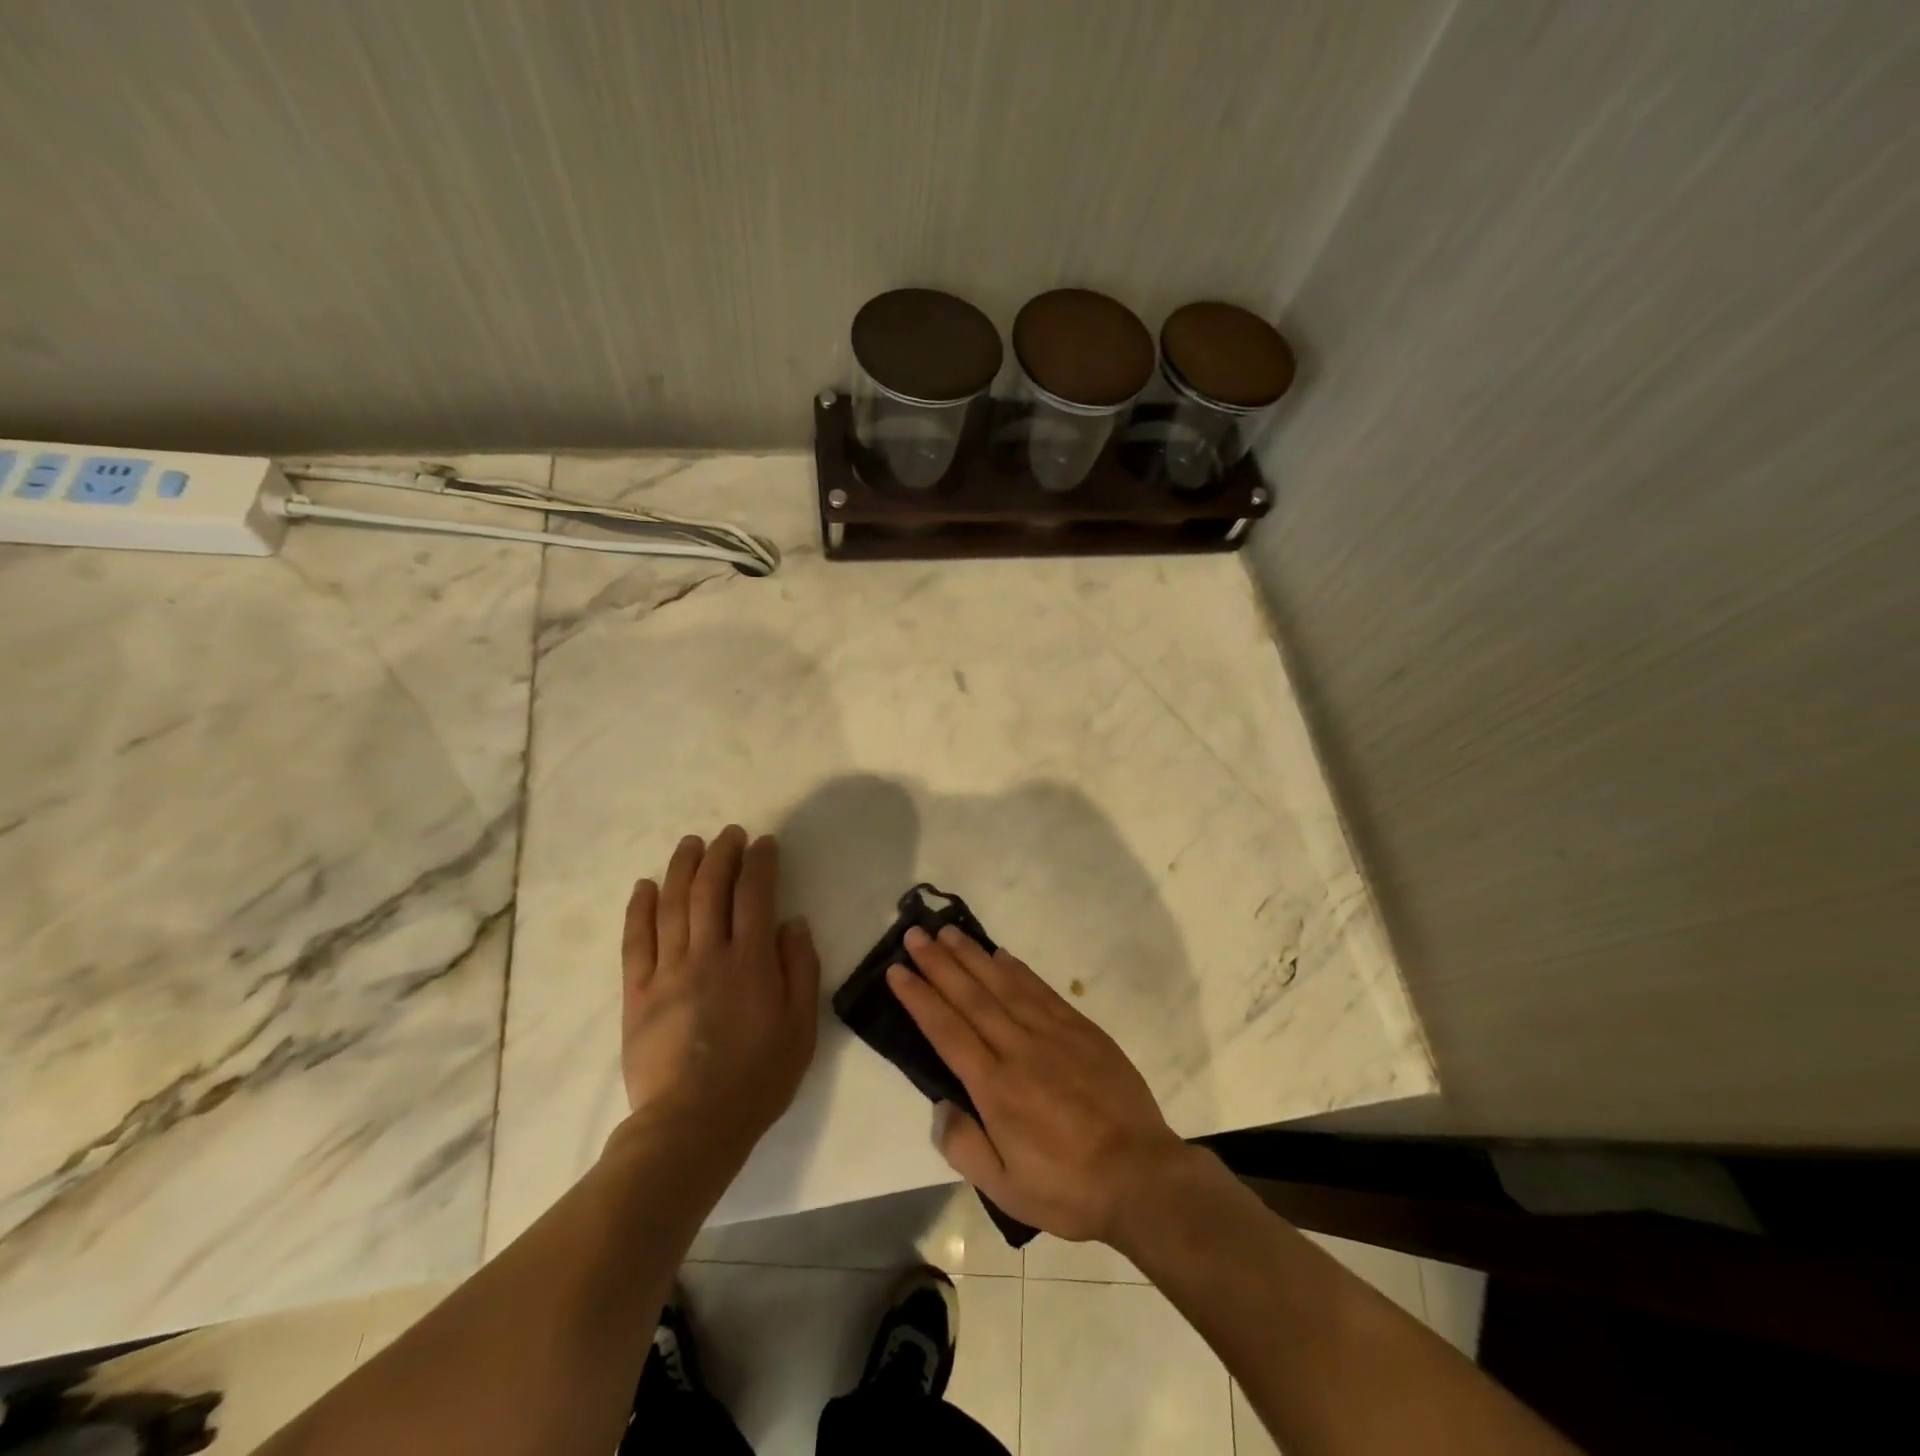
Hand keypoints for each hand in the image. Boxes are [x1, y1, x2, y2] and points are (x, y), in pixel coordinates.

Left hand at [620, 827, 820, 1156]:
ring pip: (673, 905)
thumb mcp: (801, 1027)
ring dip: (682, 868)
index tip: (764, 843)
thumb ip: (800, 969)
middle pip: (711, 889)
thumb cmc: (758, 1077)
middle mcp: (708, 955)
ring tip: (690, 844)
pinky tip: (645, 886)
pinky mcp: (638, 994)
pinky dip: (640, 909)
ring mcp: (669, 972)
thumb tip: (792, 923)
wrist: (692, 1126)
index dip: (760, 863)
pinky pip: (636, 941)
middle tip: (729, 834)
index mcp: (751, 962)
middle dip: (721, 854)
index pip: (755, 895)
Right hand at [886, 926, 1189, 1244]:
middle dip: (939, 963)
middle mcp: (1019, 1049)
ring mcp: (1053, 1033)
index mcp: (996, 1087)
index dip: (919, 998)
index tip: (897, 971)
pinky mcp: (1081, 1028)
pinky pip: (1040, 989)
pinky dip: (1017, 969)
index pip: (947, 1031)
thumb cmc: (1067, 1187)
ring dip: (973, 956)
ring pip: (1003, 984)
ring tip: (947, 932)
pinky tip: (1001, 954)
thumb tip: (940, 1105)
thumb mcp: (1005, 1189)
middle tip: (914, 934)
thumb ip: (964, 1146)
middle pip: (970, 997)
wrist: (1140, 1175)